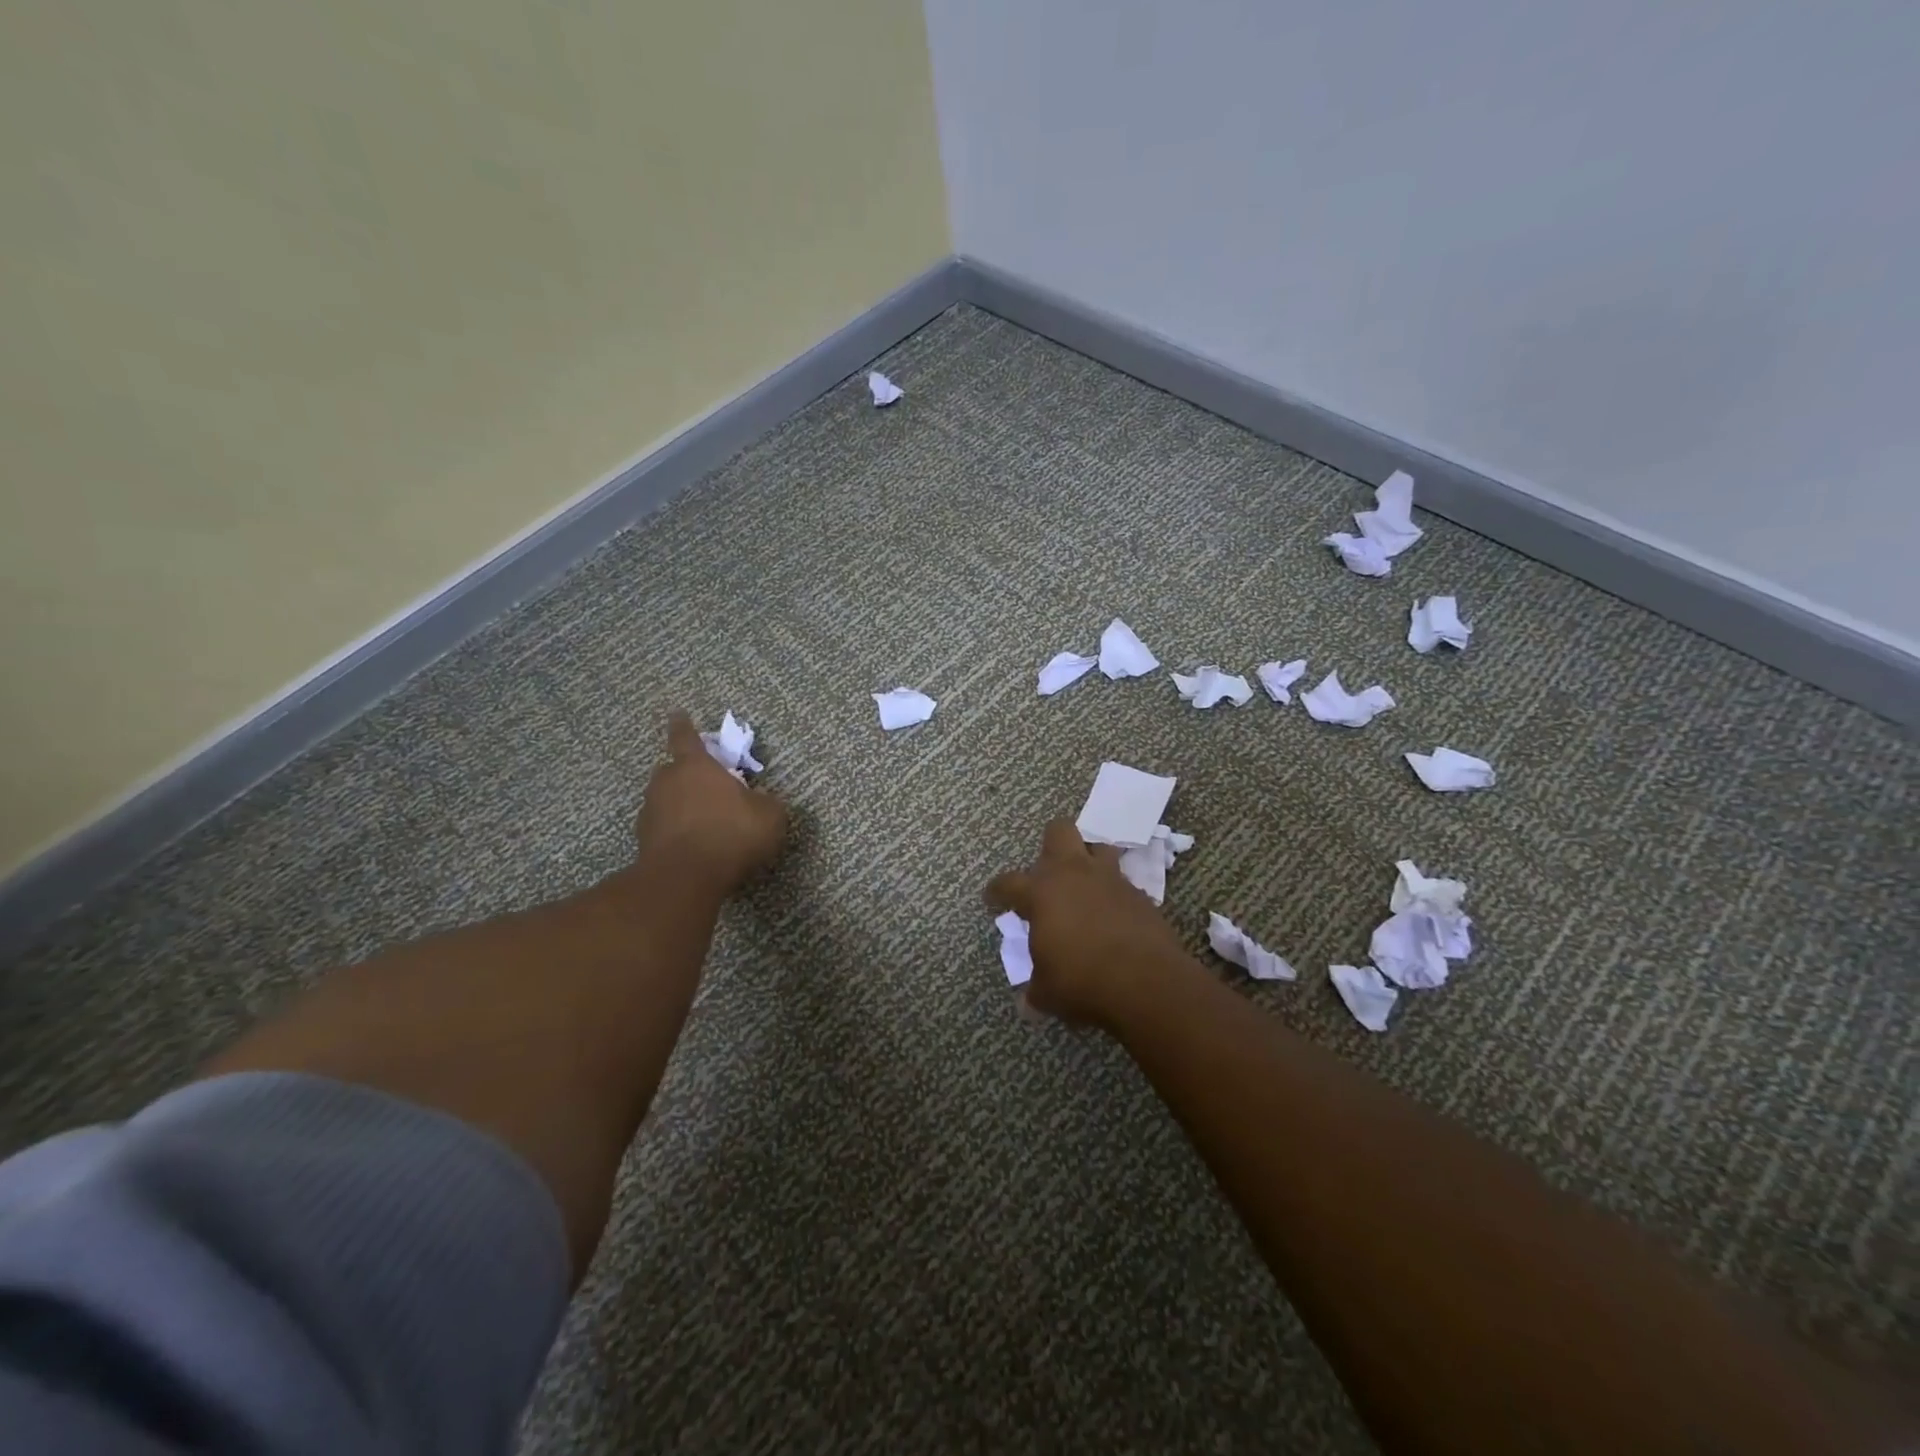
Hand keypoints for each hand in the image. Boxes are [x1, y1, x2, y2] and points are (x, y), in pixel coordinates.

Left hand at [635, 713, 788, 893]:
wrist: (685, 877)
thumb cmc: (731, 834)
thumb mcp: (769, 816)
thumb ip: (767, 802)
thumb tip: (762, 798)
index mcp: (696, 766)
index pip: (685, 737)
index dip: (683, 725)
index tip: (677, 714)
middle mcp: (667, 782)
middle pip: (672, 769)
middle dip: (686, 773)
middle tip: (705, 785)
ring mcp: (651, 811)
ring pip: (665, 799)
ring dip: (680, 804)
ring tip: (702, 821)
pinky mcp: (643, 840)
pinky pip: (662, 827)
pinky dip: (675, 831)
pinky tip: (692, 845)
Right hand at [985, 819, 1191, 1025]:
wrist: (1147, 983)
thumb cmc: (1083, 982)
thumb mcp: (1047, 993)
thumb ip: (1035, 987)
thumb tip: (1028, 1001)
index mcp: (1041, 893)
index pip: (1008, 882)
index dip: (996, 891)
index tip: (993, 900)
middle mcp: (1074, 875)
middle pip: (1059, 831)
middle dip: (1051, 846)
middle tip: (1048, 876)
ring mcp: (1110, 880)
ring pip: (1098, 847)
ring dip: (1089, 861)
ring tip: (1085, 887)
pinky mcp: (1140, 895)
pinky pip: (1122, 883)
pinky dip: (1115, 895)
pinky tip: (1114, 917)